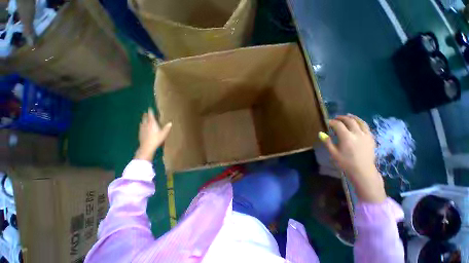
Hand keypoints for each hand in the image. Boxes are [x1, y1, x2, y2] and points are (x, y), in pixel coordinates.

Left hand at [134, 108, 171, 161]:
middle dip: (145, 115)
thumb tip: (170, 123)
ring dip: (143, 120)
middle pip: (144, 117)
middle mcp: (146, 124)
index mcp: (152, 123)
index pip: (150, 115)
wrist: (147, 147)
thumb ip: (167, 128)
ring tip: (144, 119)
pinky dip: (142, 125)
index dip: (150, 111)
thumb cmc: (156, 139)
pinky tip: (143, 128)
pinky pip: (141, 127)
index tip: (150, 108)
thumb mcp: (164, 133)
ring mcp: (142, 129)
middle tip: (146, 113)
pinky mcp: (140, 133)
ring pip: (142, 122)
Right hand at [319, 114, 385, 203]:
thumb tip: (321, 133)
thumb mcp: (333, 153)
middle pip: (349, 120)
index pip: (338, 125)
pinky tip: (357, 123)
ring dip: (352, 117)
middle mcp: (357, 133)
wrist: (363, 171)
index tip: (327, 122)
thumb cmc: (346, 163)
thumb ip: (327, 142)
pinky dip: (360, 122)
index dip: (331, 122)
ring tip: (347, 116)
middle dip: (341, 118)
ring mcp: (366, 135)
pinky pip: (366, 126)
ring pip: (360, 121)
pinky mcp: (371, 138)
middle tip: (335, 118)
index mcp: (346, 137)